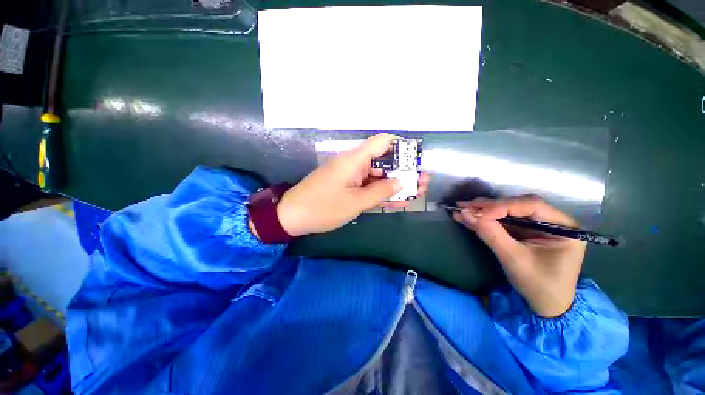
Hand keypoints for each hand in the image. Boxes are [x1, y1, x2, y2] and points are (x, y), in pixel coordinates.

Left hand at [274, 133, 429, 236]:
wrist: (292, 216)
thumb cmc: (322, 207)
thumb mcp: (355, 202)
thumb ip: (380, 191)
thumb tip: (401, 182)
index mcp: (354, 160)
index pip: (381, 142)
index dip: (400, 146)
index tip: (416, 158)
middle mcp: (353, 164)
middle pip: (383, 161)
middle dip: (404, 171)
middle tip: (422, 181)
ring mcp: (350, 176)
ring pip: (377, 176)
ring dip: (395, 183)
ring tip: (417, 192)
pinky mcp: (347, 187)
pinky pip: (368, 186)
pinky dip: (381, 192)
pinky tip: (399, 200)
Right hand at [453, 196, 585, 317]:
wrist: (546, 306)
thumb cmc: (538, 285)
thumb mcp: (514, 259)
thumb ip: (490, 233)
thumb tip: (464, 213)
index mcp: (563, 227)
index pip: (531, 206)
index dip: (501, 206)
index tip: (476, 213)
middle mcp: (552, 220)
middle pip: (517, 205)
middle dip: (488, 206)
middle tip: (463, 206)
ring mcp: (537, 225)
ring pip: (507, 211)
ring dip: (483, 211)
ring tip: (462, 209)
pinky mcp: (524, 231)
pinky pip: (503, 221)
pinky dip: (485, 219)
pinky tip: (469, 217)